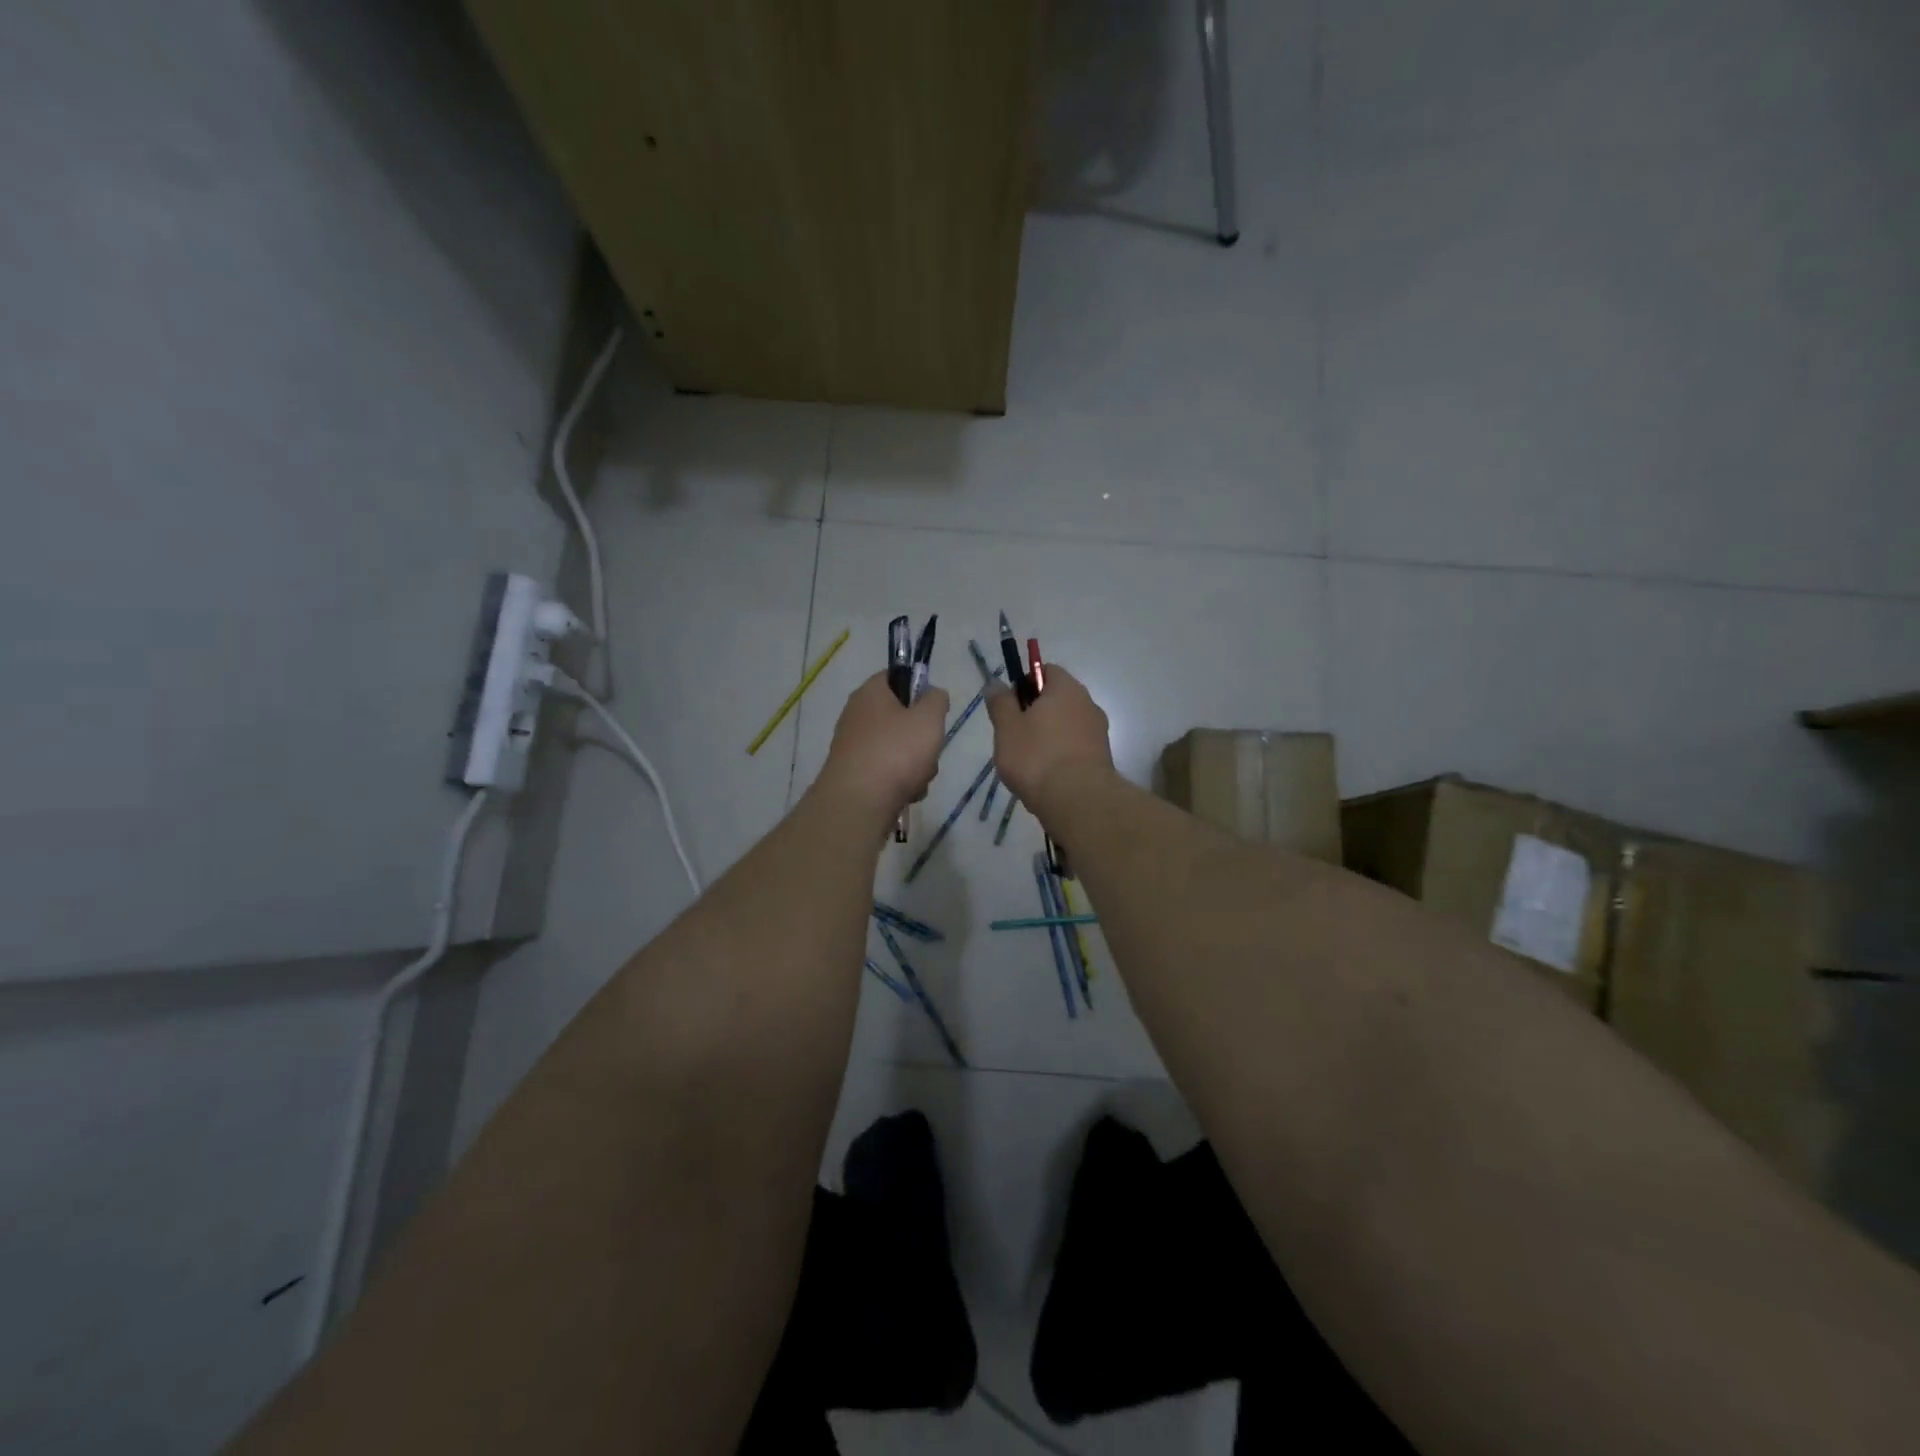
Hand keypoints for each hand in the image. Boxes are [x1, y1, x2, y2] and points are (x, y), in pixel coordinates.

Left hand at [813, 671, 949, 829]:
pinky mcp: (857, 775)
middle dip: (922, 736)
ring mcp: (855, 747)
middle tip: (929, 747)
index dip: (919, 687)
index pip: (896, 676)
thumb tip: (933, 695)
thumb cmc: (896, 751)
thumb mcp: (929, 718)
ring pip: (899, 748)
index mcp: (870, 693)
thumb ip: (937, 699)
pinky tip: (907, 793)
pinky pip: (888, 771)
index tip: (933, 709)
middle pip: (901, 717)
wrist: (859, 803)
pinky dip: (902, 782)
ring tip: (918, 777)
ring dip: (917, 764)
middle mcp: (857, 716)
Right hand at [985, 664, 1114, 822]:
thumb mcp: (1007, 728)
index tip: (1010, 706)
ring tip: (1029, 761)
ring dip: (1048, 736)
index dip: (1025, 683)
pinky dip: (1061, 755)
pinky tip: (1047, 776)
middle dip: (1036, 713)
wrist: (1078, 800)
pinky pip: (1076, 747)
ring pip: (1066, 725)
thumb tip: (996, 683)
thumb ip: (1000, 703)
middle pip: (1057, 699)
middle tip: (1014, 736)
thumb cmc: (1037, 757)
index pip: (1046, 670)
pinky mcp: (1102, 757)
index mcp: (1066, 688)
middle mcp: (1088, 703)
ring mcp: (1099, 731)